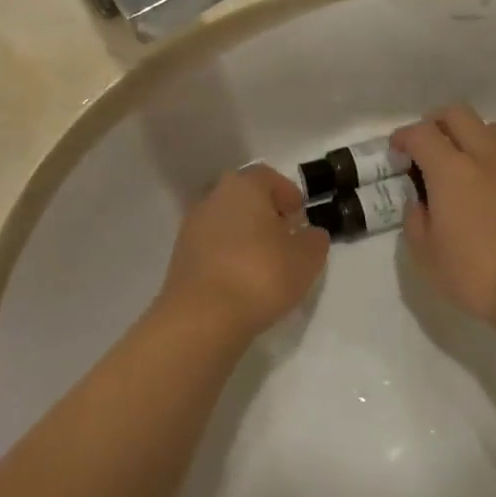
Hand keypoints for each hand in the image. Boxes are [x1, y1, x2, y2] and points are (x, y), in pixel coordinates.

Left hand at [158, 165, 329, 338]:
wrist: (201, 319)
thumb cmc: (260, 274)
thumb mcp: (307, 258)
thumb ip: (314, 240)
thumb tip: (309, 234)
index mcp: (243, 185)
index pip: (269, 178)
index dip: (289, 196)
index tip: (301, 220)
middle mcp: (213, 198)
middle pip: (246, 200)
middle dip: (267, 217)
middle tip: (286, 243)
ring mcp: (192, 228)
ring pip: (228, 224)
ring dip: (246, 239)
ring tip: (266, 268)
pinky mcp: (180, 258)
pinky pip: (213, 249)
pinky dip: (229, 260)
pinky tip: (242, 284)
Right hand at [393, 106, 495, 330]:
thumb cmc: (478, 276)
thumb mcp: (427, 258)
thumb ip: (416, 221)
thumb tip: (420, 202)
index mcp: (452, 171)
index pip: (421, 133)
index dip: (404, 136)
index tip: (397, 151)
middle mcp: (487, 158)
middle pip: (459, 114)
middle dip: (437, 123)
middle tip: (429, 147)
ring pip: (495, 129)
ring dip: (475, 137)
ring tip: (467, 164)